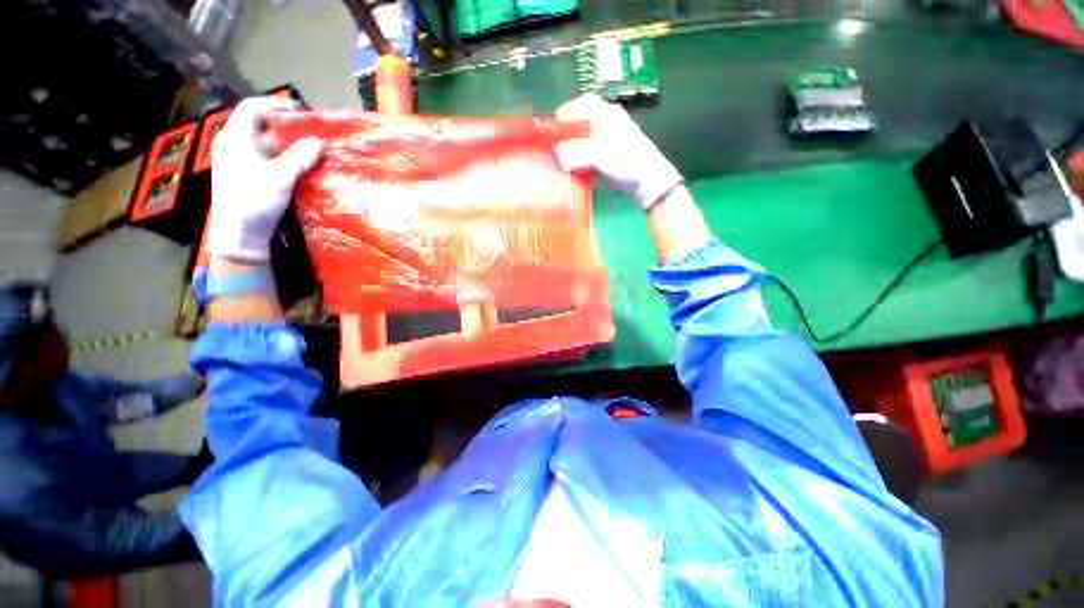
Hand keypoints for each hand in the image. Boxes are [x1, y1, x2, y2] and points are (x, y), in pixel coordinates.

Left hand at [207, 97, 321, 260]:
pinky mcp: (246, 176)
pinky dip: (283, 159)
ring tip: (310, 151)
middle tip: (311, 133)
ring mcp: (238, 161)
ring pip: (264, 144)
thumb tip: (317, 141)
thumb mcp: (280, 178)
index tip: (301, 111)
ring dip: (287, 145)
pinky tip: (299, 167)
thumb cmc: (254, 202)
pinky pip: (266, 159)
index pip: (252, 108)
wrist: (240, 235)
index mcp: (234, 138)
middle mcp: (233, 145)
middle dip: (286, 127)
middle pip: (259, 125)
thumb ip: (299, 157)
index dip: (275, 105)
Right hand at [555, 94, 681, 210]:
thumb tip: (558, 154)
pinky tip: (571, 167)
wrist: (648, 181)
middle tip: (554, 142)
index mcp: (608, 114)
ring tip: (559, 156)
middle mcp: (607, 124)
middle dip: (567, 131)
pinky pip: (587, 155)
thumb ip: (578, 153)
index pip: (584, 104)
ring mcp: (607, 142)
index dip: (567, 111)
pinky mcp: (606, 158)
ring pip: (584, 139)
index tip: (553, 125)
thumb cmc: (628, 160)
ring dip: (571, 147)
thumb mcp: (602, 154)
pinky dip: (578, 159)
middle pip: (582, 122)